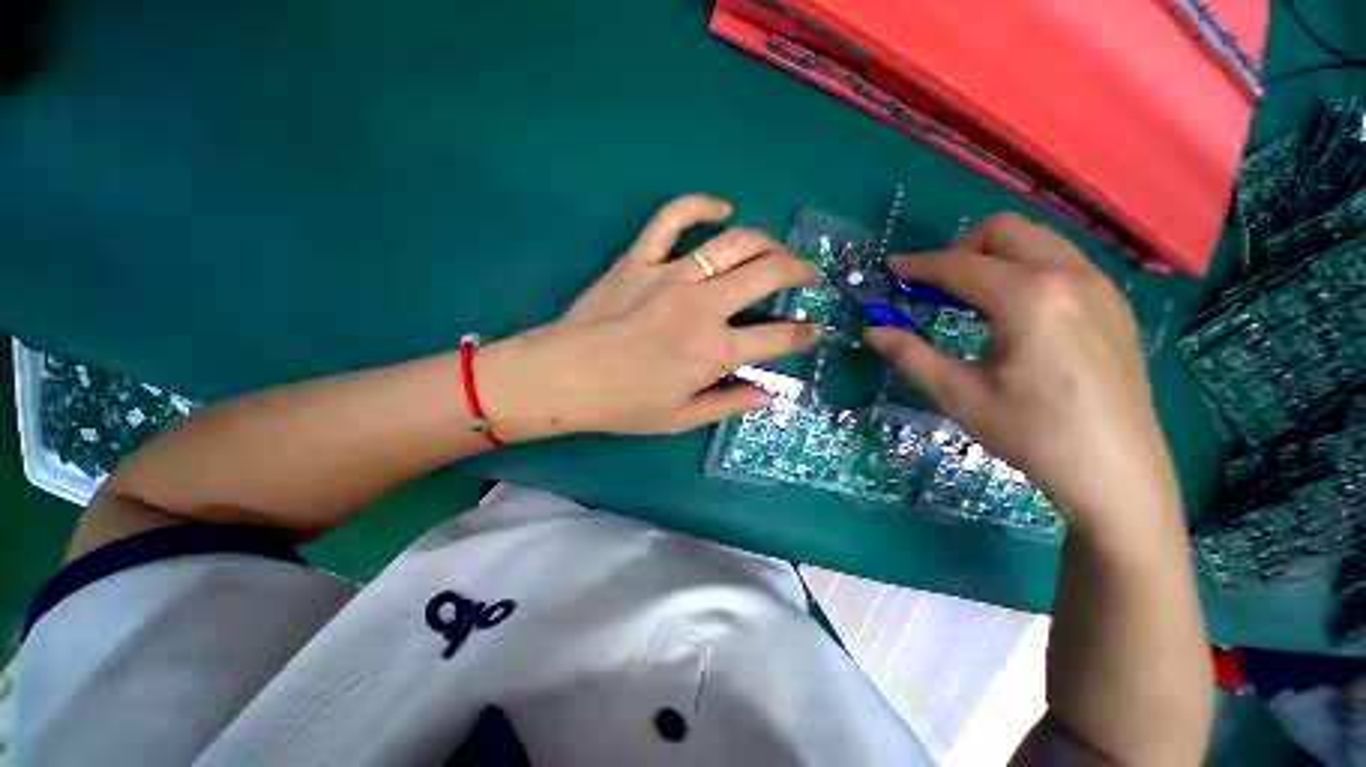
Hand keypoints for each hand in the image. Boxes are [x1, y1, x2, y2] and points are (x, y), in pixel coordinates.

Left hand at [476, 195, 819, 440]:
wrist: (563, 378)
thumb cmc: (624, 404)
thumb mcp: (682, 417)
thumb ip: (730, 404)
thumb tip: (769, 397)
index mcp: (714, 351)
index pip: (777, 338)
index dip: (801, 335)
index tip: (810, 332)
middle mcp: (702, 307)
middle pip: (767, 274)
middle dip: (798, 271)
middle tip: (806, 275)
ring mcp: (670, 276)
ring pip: (733, 243)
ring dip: (766, 242)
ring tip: (776, 249)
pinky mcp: (639, 259)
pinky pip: (671, 218)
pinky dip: (699, 205)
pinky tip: (720, 208)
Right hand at [865, 213, 1178, 534]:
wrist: (1117, 473)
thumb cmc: (1033, 434)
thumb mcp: (959, 395)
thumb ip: (910, 355)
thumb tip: (872, 332)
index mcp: (1029, 298)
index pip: (960, 265)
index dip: (918, 266)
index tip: (892, 271)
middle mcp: (1070, 276)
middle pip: (1005, 230)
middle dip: (961, 249)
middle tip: (936, 288)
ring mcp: (1100, 286)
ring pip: (1037, 241)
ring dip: (994, 258)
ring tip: (971, 300)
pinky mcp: (1115, 304)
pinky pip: (1061, 262)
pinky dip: (1025, 271)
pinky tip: (1014, 314)